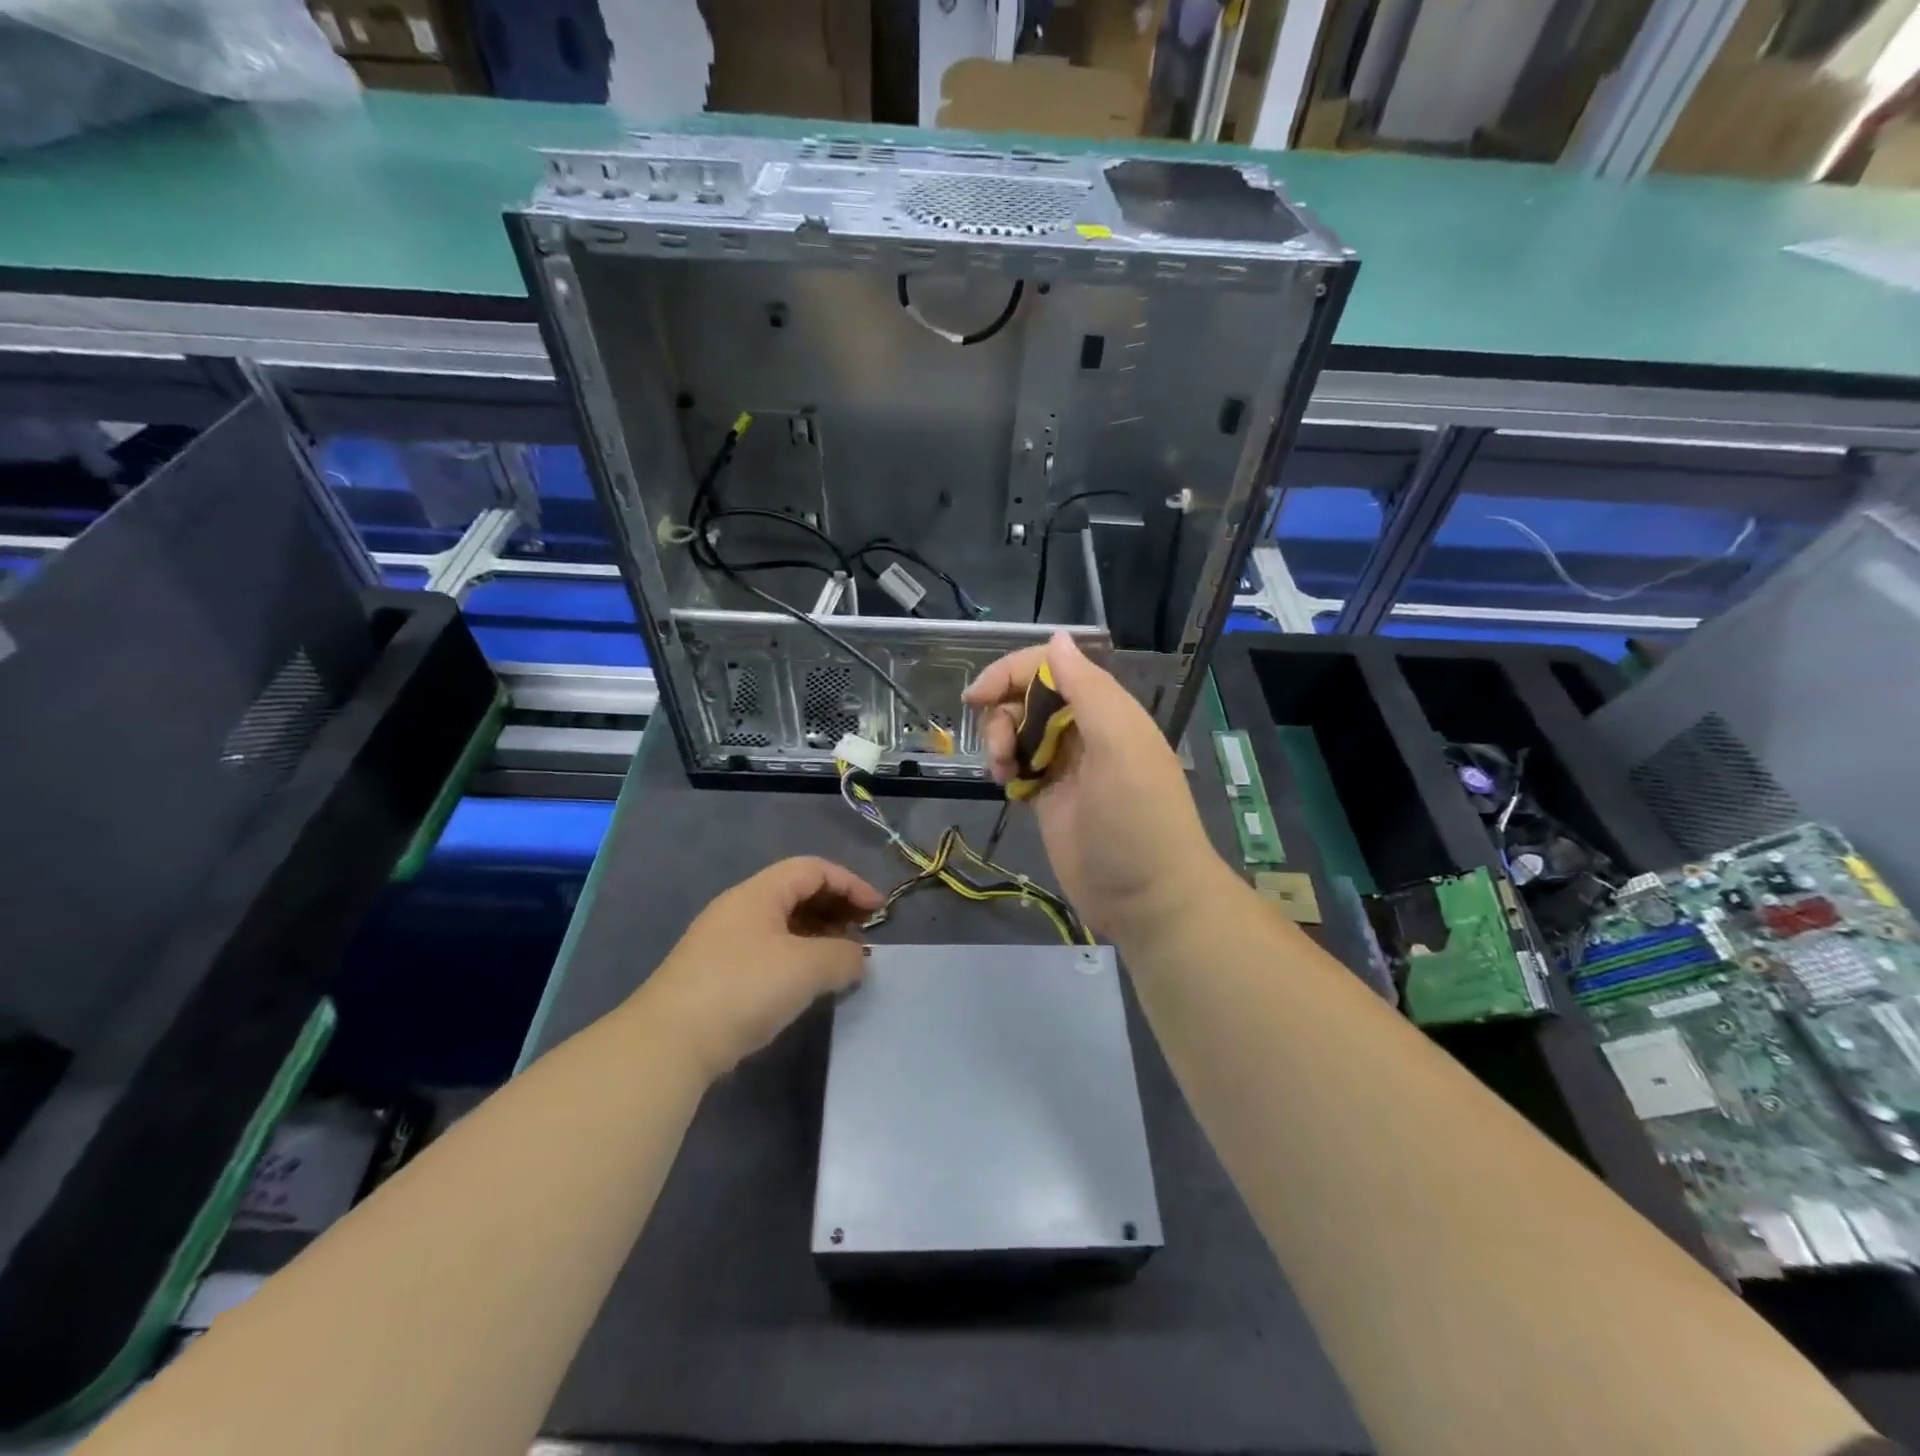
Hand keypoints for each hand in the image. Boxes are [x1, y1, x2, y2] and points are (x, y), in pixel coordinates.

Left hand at [636, 857, 883, 1079]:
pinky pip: (769, 952)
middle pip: (797, 893)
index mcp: (758, 893)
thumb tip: (858, 958)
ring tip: (841, 963)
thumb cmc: (744, 989)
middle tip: (861, 937)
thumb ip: (843, 956)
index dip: (850, 884)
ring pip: (783, 926)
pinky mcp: (717, 976)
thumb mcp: (807, 967)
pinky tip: (808, 986)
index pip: (813, 869)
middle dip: (836, 909)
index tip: (878, 912)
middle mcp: (739, 909)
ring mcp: (724, 943)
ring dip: (818, 937)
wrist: (669, 1044)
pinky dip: (797, 959)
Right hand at [963, 632, 1228, 945]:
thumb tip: (1057, 638)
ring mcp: (1067, 766)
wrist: (1148, 899)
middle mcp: (1086, 730)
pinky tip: (1004, 785)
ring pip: (1019, 730)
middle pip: (1029, 697)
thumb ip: (1088, 689)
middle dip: (1003, 712)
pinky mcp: (1051, 798)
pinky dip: (1005, 767)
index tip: (978, 696)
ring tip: (1002, 772)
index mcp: (1107, 710)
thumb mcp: (1120, 746)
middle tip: (999, 748)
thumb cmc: (1137, 818)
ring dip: (1000, 741)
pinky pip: (1018, 765)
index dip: (1012, 672)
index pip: (1053, 667)